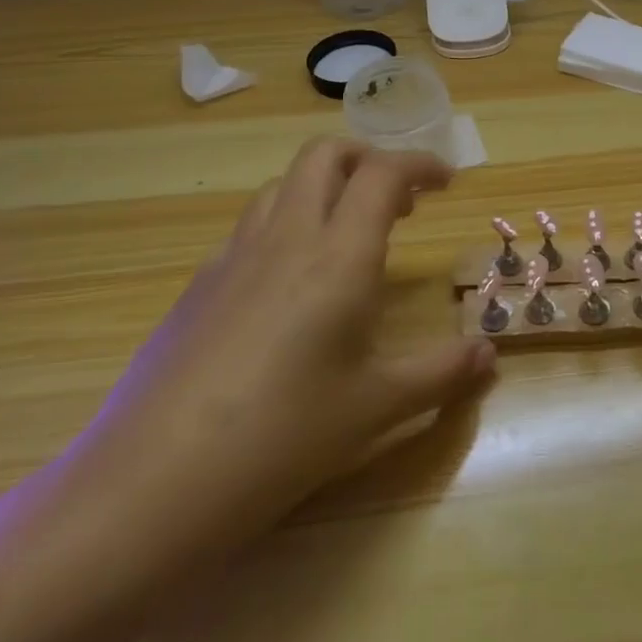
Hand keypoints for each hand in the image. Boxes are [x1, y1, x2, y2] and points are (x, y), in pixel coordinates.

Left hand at [71, 138, 494, 568]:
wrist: (151, 486)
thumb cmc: (282, 438)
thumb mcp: (376, 408)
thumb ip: (441, 373)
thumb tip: (490, 356)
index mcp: (338, 257)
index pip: (383, 175)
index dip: (420, 164)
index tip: (447, 182)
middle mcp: (286, 239)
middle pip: (324, 156)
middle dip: (368, 159)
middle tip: (399, 200)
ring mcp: (233, 258)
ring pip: (282, 186)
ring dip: (324, 187)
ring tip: (348, 232)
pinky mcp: (197, 287)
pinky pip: (250, 228)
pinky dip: (285, 225)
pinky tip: (289, 284)